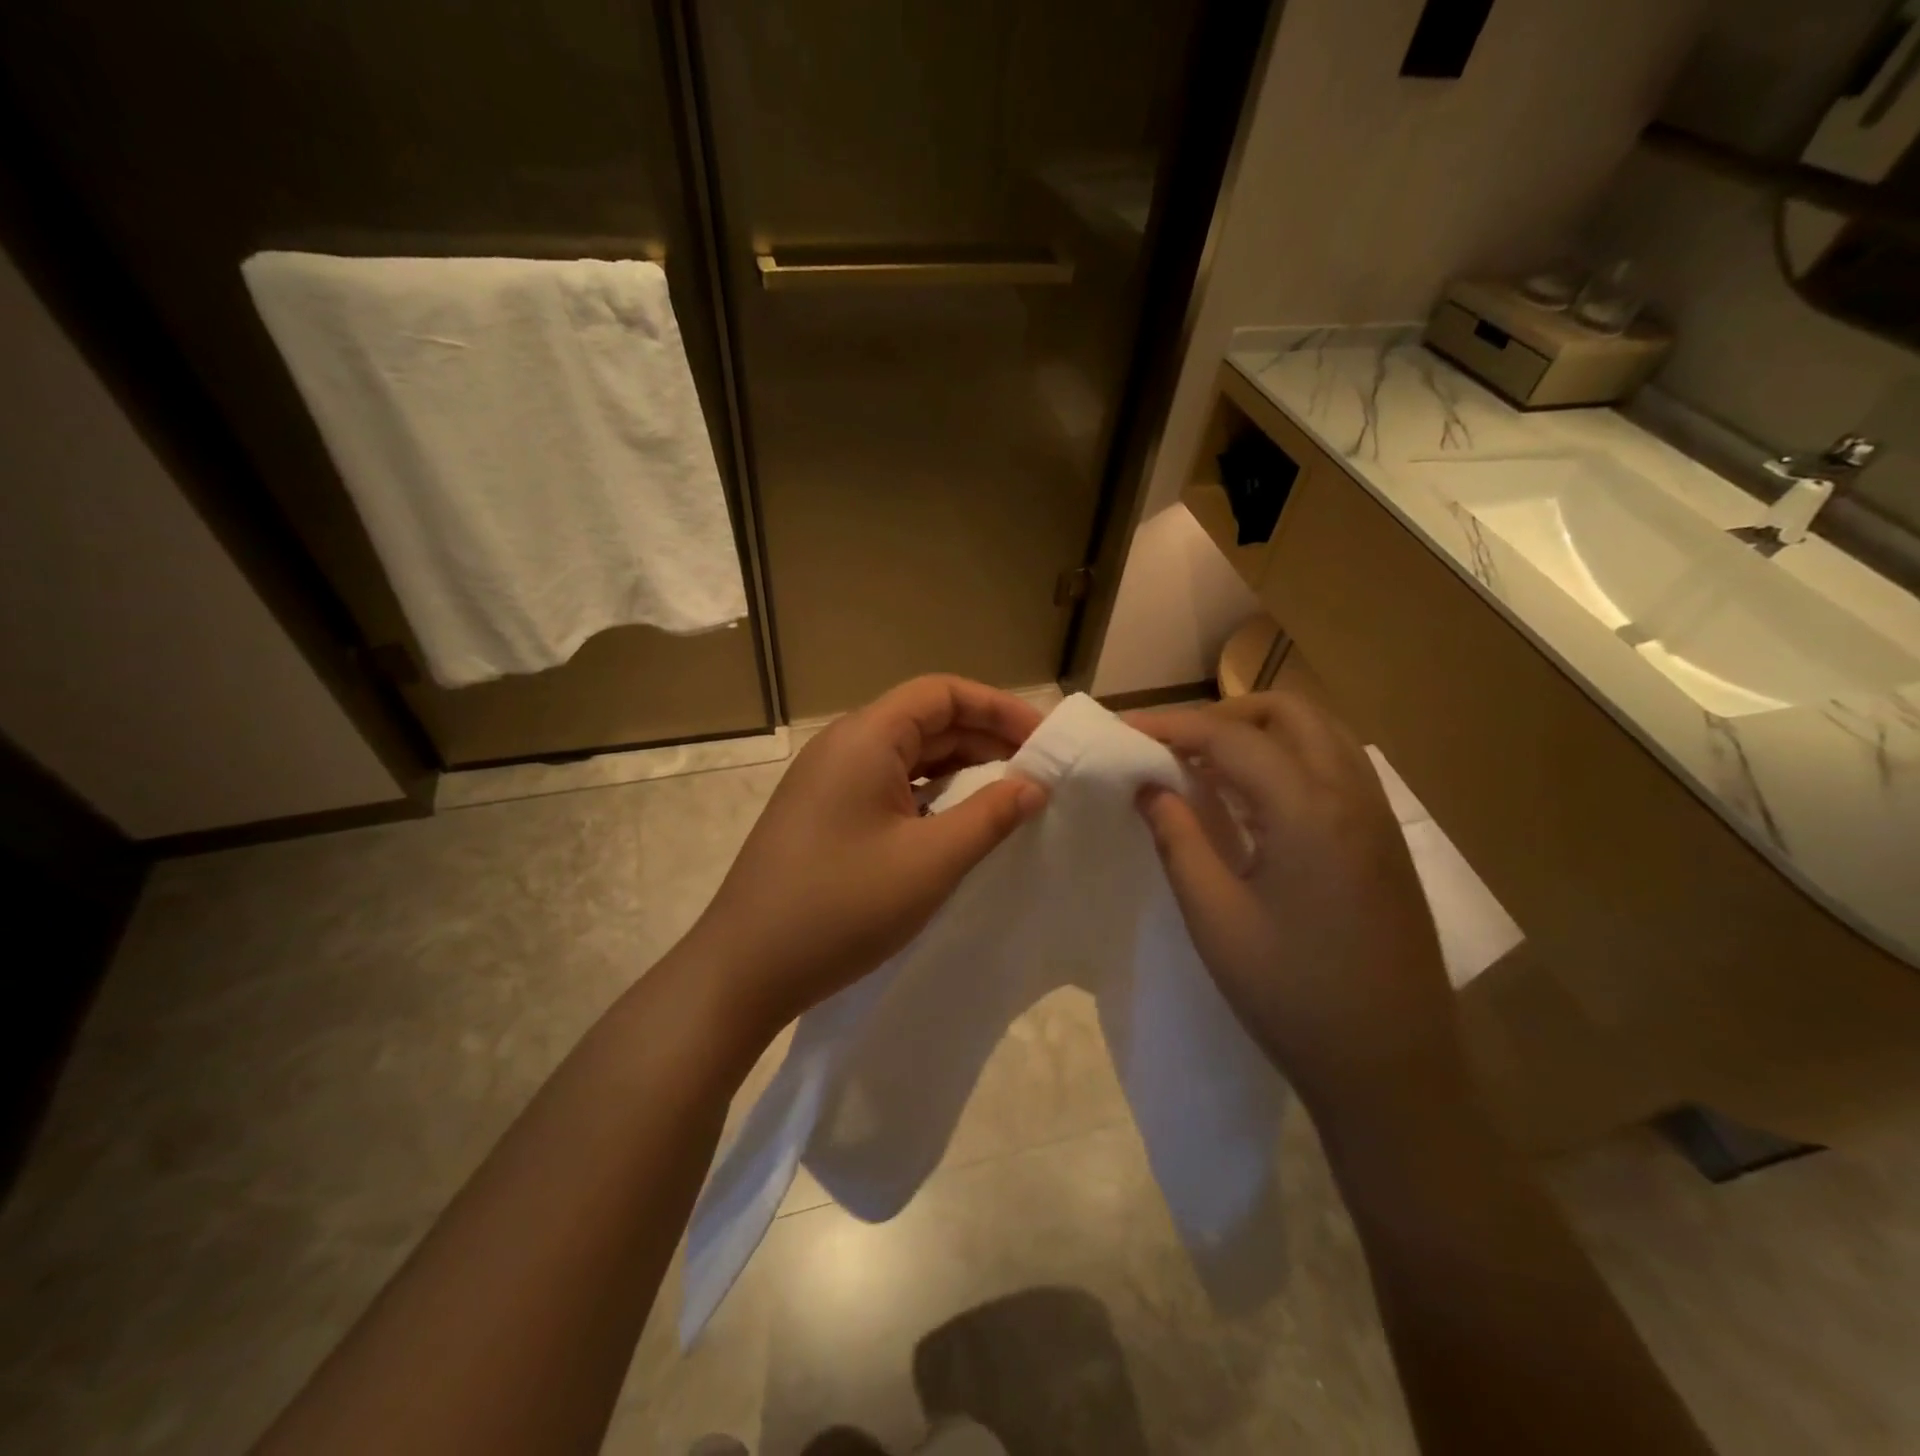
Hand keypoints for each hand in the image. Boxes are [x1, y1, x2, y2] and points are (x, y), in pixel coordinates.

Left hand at [691, 675, 1047, 1038]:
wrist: (744, 970)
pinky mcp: (823, 814)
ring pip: (906, 754)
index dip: (998, 707)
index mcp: (864, 738)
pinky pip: (887, 784)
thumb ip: (990, 816)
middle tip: (1038, 768)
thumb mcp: (930, 862)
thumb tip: (1034, 785)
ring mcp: (828, 781)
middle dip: (984, 736)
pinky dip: (929, 791)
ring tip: (1009, 789)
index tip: (1044, 740)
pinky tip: (956, 818)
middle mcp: (843, 746)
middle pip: (925, 719)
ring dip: (959, 765)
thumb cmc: (841, 908)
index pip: (942, 693)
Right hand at [1130, 692, 1470, 1128]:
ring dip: (1259, 732)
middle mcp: (1352, 794)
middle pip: (1288, 711)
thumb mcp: (1216, 918)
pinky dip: (1288, 759)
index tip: (1124, 729)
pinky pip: (1335, 767)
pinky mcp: (1385, 841)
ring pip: (1319, 733)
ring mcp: (1378, 816)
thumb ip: (1179, 839)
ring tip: (1207, 767)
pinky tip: (1254, 801)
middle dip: (1223, 715)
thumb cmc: (1292, 997)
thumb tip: (1149, 785)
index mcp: (1309, 810)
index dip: (1171, 725)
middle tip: (1173, 745)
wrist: (1393, 1070)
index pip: (1230, 737)